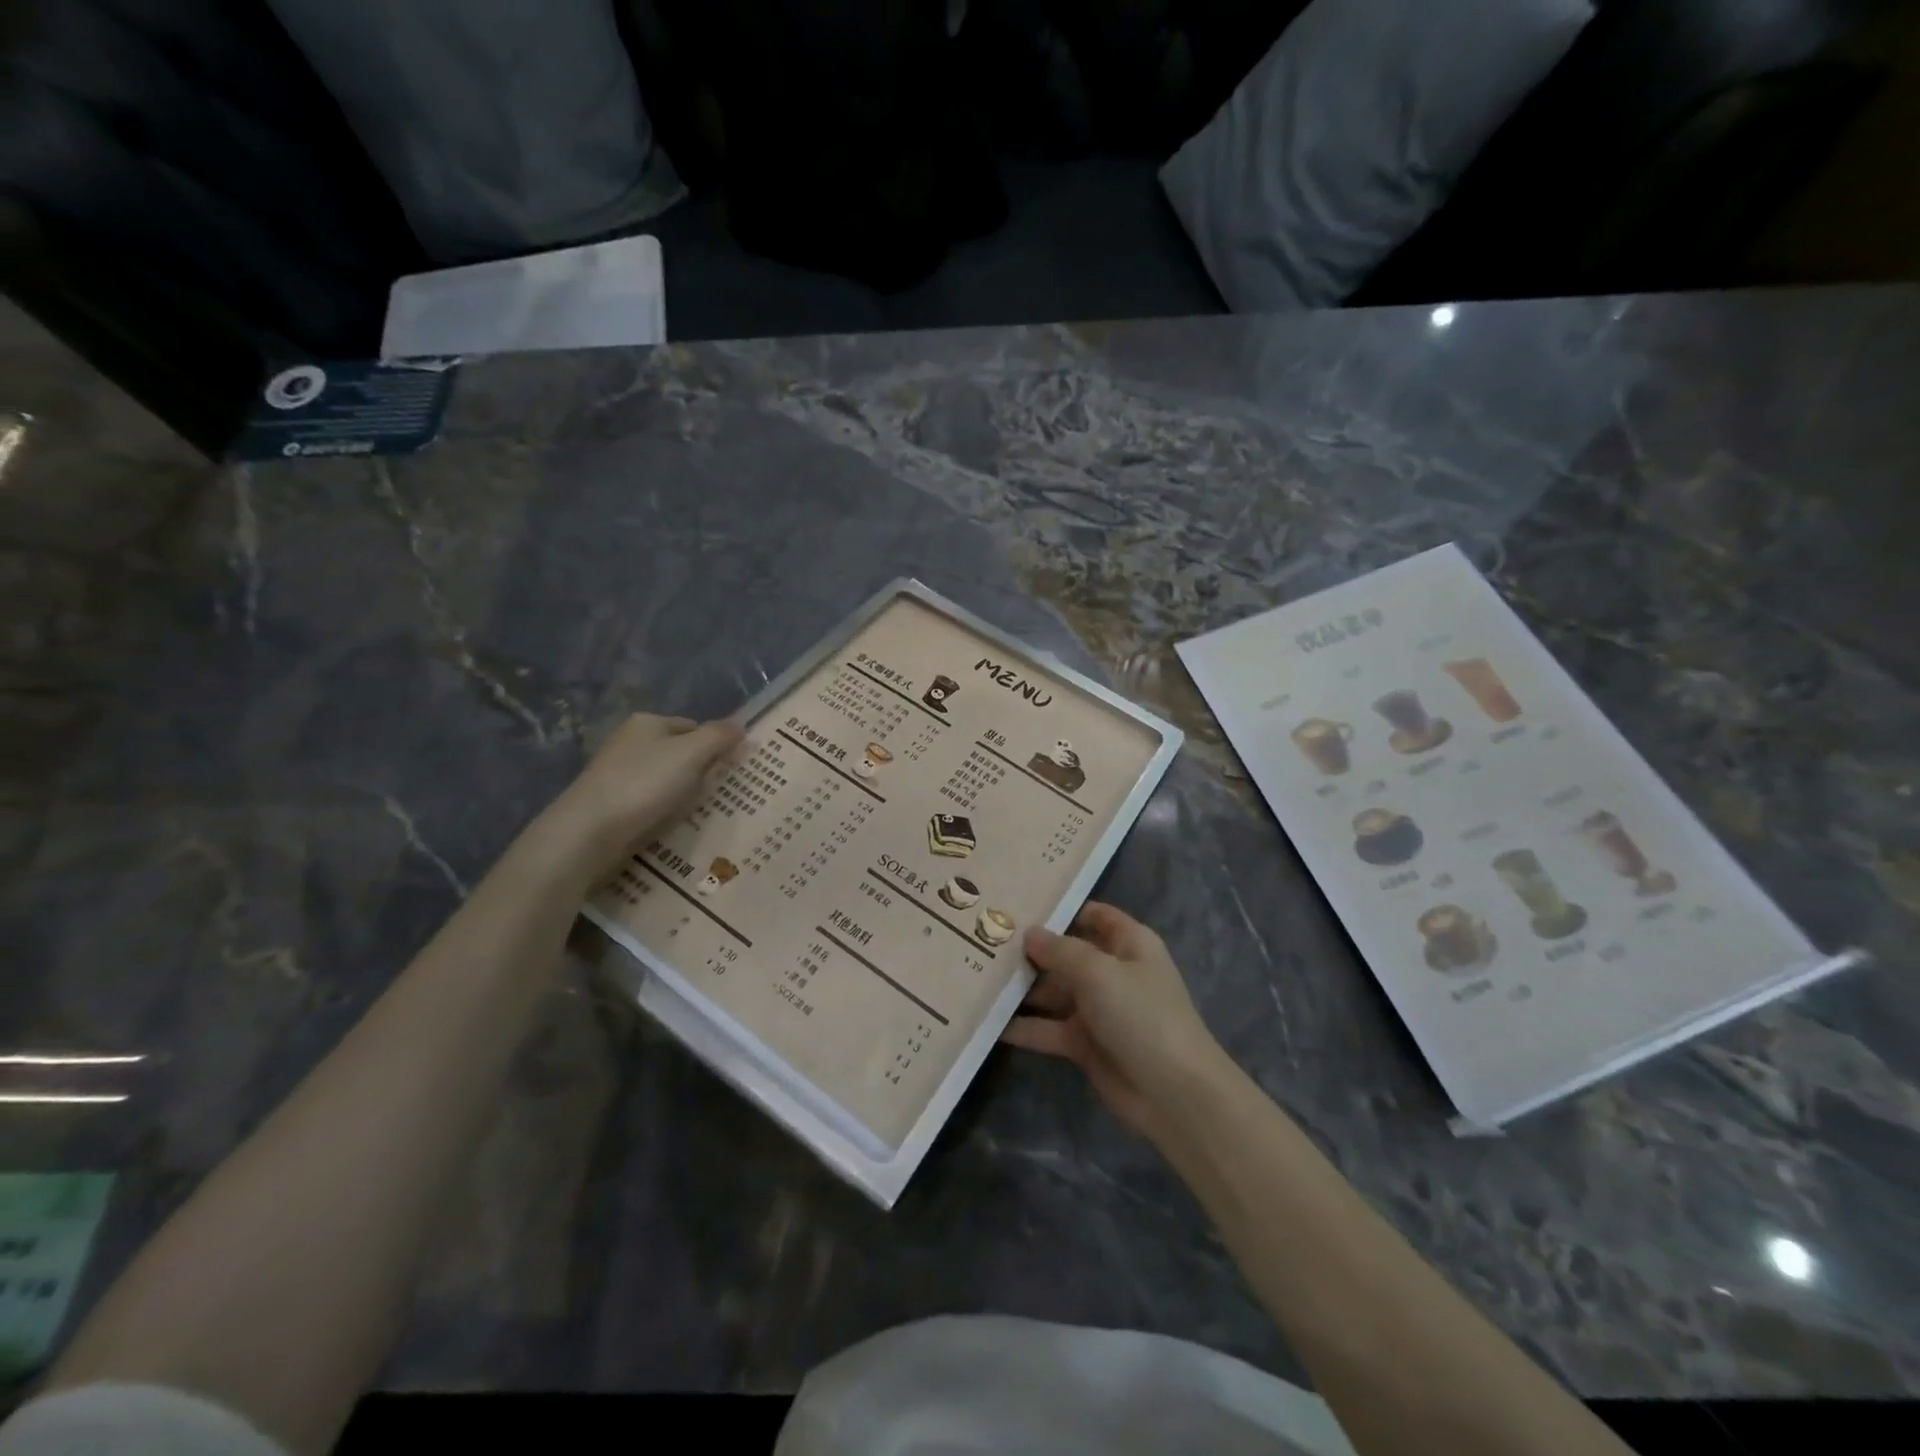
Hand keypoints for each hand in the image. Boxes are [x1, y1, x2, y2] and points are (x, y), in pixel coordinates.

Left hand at [537, 714, 743, 876]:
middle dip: (701, 772)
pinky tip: (673, 825)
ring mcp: (619, 774)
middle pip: (681, 753)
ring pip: (667, 781)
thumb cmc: (644, 784)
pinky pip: (651, 803)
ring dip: (684, 795)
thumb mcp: (692, 754)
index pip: (694, 727)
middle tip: (720, 793)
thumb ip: (719, 737)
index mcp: (648, 723)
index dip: (716, 745)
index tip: (733, 769)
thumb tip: (741, 725)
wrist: (588, 833)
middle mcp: (630, 742)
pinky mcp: (613, 804)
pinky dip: (665, 812)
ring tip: (699, 813)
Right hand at [1003, 902, 1229, 1141]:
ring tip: (978, 976)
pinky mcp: (1085, 1044)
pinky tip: (989, 1022)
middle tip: (984, 940)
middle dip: (1030, 950)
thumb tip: (1029, 933)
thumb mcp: (1099, 972)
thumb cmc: (1141, 1015)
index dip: (1061, 908)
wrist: (1173, 1094)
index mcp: (1129, 944)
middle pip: (1066, 953)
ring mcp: (1099, 1009)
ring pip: (1054, 991)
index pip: (1093, 915)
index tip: (1018, 903)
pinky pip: (1049, 1028)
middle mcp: (1113, 971)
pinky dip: (1025, 1027)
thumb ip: (1060, 950)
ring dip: (1022, 988)